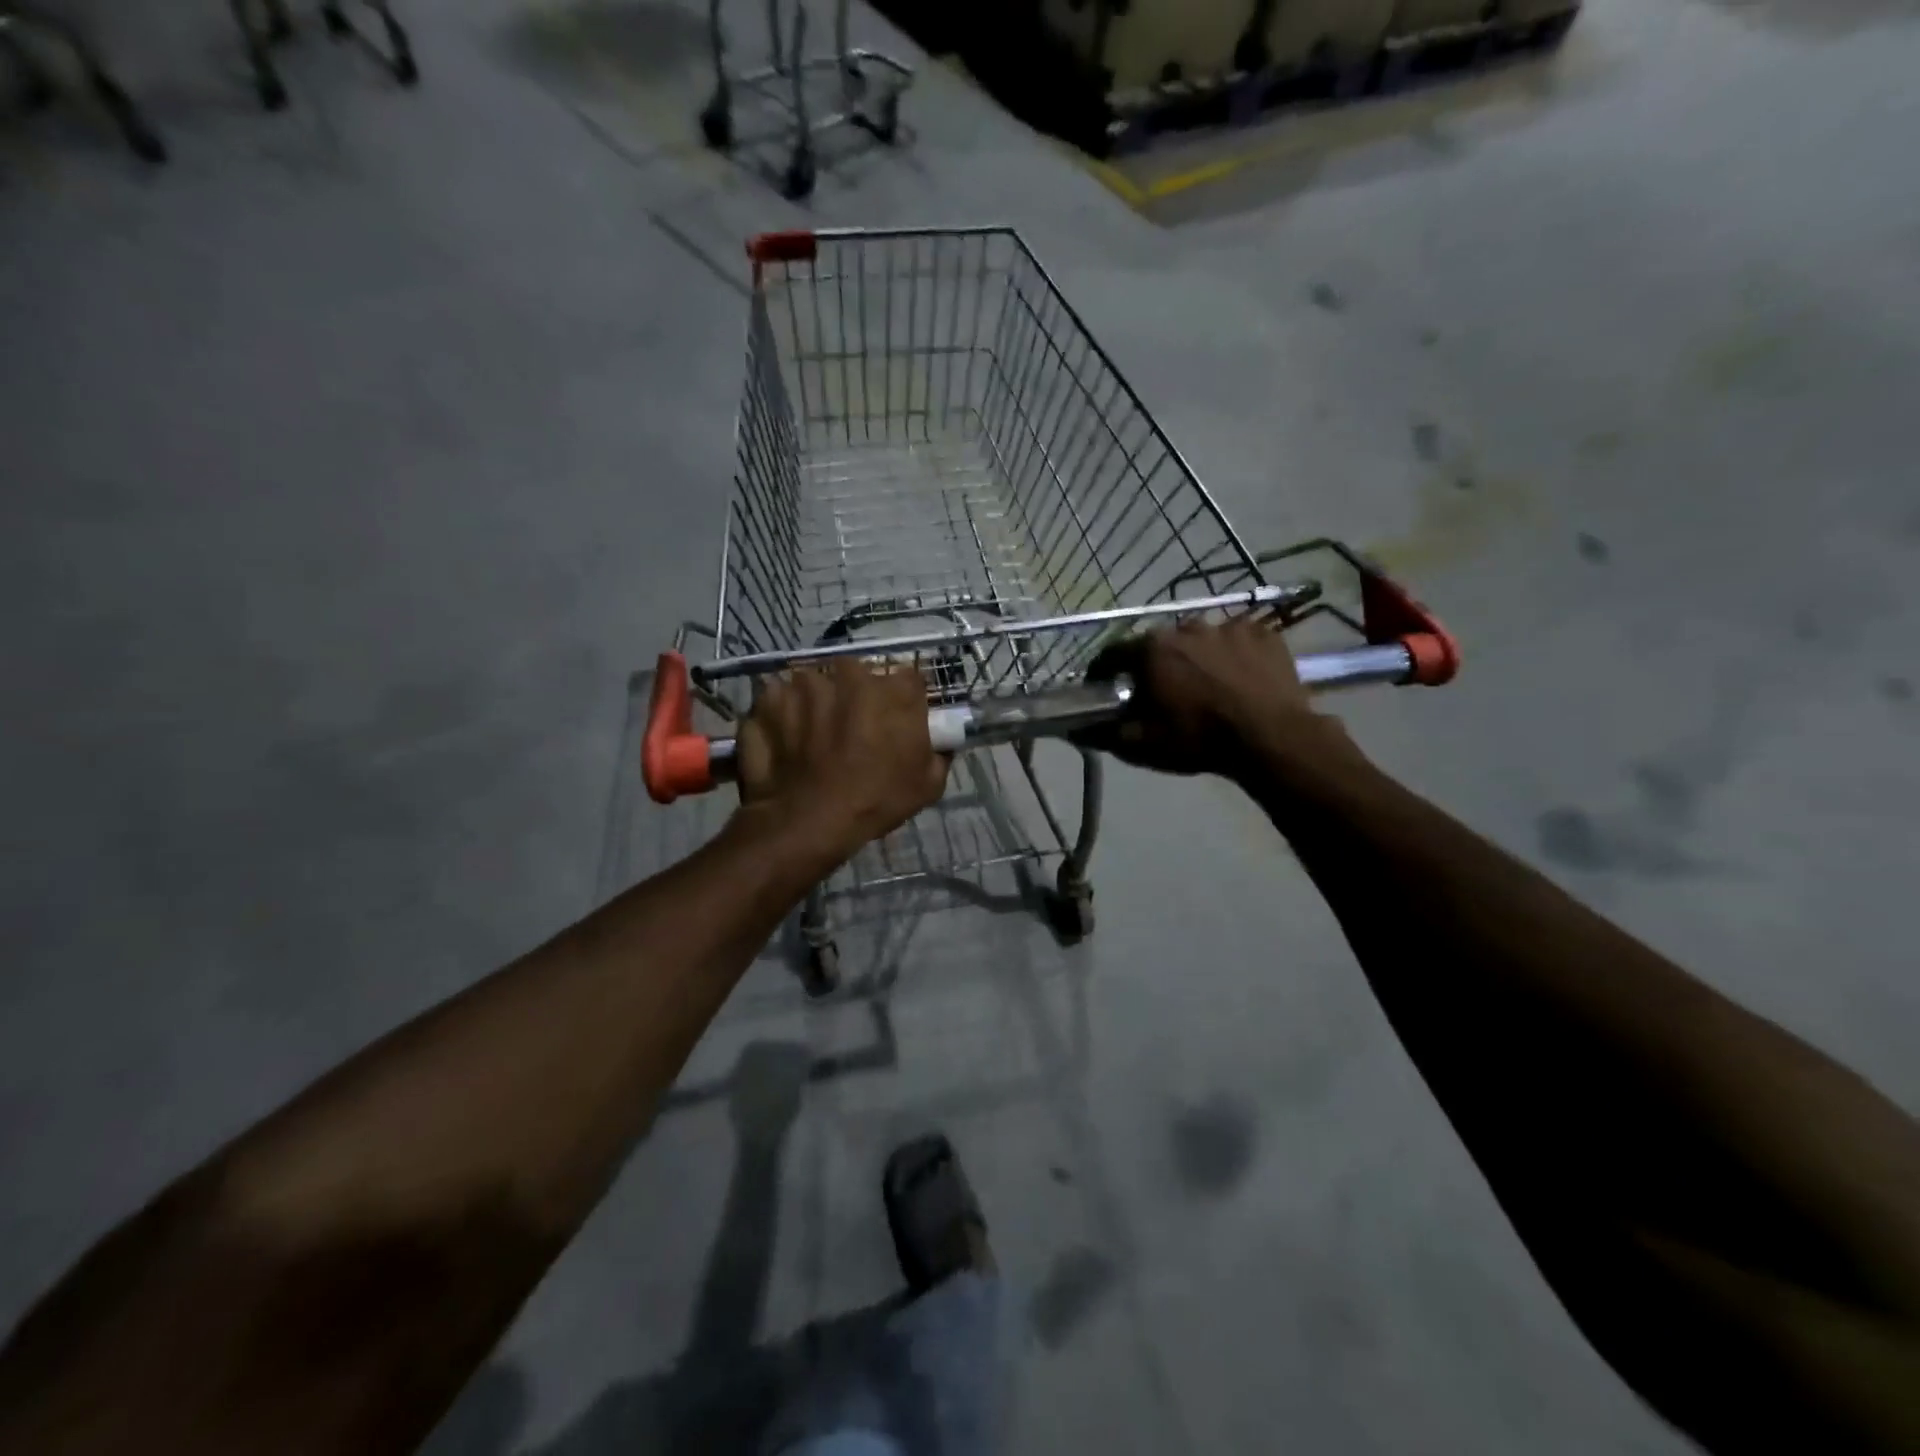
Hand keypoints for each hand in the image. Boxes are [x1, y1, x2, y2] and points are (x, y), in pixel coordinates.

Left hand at [734, 659, 949, 861]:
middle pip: (856, 674)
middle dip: (854, 694)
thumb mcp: (928, 784)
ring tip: (811, 736)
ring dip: (814, 703)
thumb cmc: (875, 801)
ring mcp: (804, 685)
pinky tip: (783, 741)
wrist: (808, 822)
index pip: (907, 680)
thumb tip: (938, 742)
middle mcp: (849, 675)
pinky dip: (779, 716)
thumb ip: (937, 752)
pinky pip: (777, 700)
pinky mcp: (769, 700)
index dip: (902, 701)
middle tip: (850, 728)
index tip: (895, 720)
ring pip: (814, 684)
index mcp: (893, 690)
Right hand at [1078, 616, 1360, 780]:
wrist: (1271, 739)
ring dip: (1197, 658)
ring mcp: (1229, 625)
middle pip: (1160, 644)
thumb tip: (1076, 728)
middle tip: (1163, 692)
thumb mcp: (1142, 744)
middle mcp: (1186, 626)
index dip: (1105, 672)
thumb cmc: (1198, 739)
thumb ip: (1104, 733)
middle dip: (1156, 664)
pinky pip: (1239, 641)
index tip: (1106, 688)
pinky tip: (1240, 679)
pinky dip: (1234, 656)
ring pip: (1201, 640)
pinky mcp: (1263, 634)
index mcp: (1151, 648)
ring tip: (1207, 686)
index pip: (1114, 653)